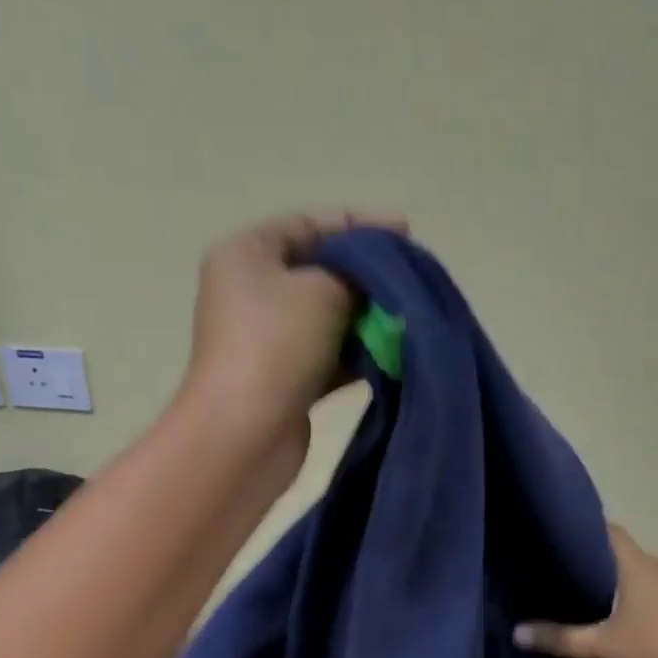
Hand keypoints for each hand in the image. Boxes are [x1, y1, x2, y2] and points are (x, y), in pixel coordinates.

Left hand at [182, 209, 406, 440]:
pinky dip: (357, 355)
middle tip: (412, 280)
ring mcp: (267, 340)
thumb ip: (357, 274)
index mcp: (247, 254)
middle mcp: (251, 292)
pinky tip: (392, 355)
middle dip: (367, 276)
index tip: (406, 232)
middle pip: (319, 271)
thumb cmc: (276, 345)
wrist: (245, 433)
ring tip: (410, 319)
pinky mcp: (284, 380)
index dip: (359, 224)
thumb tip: (376, 283)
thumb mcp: (323, 289)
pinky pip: (328, 356)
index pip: (308, 224)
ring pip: (327, 318)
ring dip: (367, 319)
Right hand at [514, 525, 657, 657]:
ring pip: (648, 577)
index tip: (559, 538)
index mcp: (636, 564)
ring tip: (601, 605)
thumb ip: (559, 639)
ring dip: (627, 586)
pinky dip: (649, 603)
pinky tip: (640, 625)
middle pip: (626, 555)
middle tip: (570, 578)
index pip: (607, 530)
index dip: (583, 529)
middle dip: (600, 564)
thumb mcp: (603, 647)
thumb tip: (516, 633)